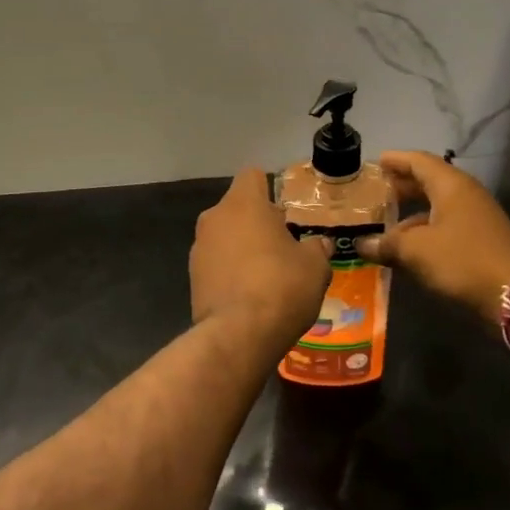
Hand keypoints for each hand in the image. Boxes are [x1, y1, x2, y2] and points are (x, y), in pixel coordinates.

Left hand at [190, 169, 331, 343]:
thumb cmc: (281, 286)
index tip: (286, 211)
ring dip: (243, 247)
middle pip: (238, 207)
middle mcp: (214, 217)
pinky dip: (230, 271)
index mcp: (243, 203)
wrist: (238, 335)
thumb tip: (318, 244)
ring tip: (268, 274)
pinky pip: (216, 263)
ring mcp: (198, 248)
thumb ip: (316, 248)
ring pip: (225, 236)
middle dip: (258, 222)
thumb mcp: (315, 266)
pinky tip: (250, 294)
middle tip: (284, 245)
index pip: (253, 175)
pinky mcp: (192, 277)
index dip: (271, 187)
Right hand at [354, 151, 509, 319]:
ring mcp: (477, 217)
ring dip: (412, 212)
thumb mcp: (416, 251)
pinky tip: (409, 247)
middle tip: (376, 191)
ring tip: (386, 223)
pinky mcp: (482, 240)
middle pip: (429, 181)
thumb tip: (362, 244)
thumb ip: (386, 244)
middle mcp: (466, 195)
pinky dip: (425, 230)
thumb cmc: (462, 261)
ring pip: (438, 206)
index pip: (418, 161)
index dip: (395, 160)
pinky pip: (446, 225)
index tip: (375, 162)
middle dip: (402, 185)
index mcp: (451, 185)